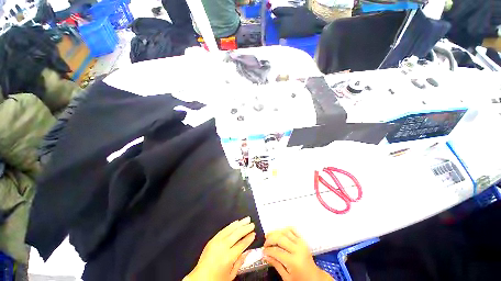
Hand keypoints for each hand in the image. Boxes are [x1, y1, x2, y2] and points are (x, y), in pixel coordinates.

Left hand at [184, 217, 255, 280]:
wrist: (200, 278)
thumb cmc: (217, 279)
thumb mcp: (231, 275)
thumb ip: (240, 262)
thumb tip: (248, 251)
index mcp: (229, 257)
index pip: (241, 244)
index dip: (248, 238)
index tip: (254, 234)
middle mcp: (223, 247)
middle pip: (237, 234)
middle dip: (246, 228)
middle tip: (252, 224)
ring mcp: (217, 242)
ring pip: (230, 229)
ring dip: (239, 223)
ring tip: (246, 219)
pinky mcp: (212, 239)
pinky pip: (223, 230)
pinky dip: (230, 225)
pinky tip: (236, 222)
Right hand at [263, 228, 332, 280]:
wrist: (315, 278)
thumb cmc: (300, 280)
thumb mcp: (287, 277)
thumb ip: (276, 265)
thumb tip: (265, 255)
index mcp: (294, 261)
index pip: (277, 251)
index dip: (268, 250)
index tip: (263, 251)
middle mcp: (298, 249)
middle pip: (280, 238)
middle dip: (270, 239)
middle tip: (265, 243)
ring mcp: (301, 243)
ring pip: (285, 231)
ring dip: (276, 232)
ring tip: (269, 236)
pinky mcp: (303, 240)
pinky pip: (293, 230)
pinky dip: (285, 229)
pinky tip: (279, 232)